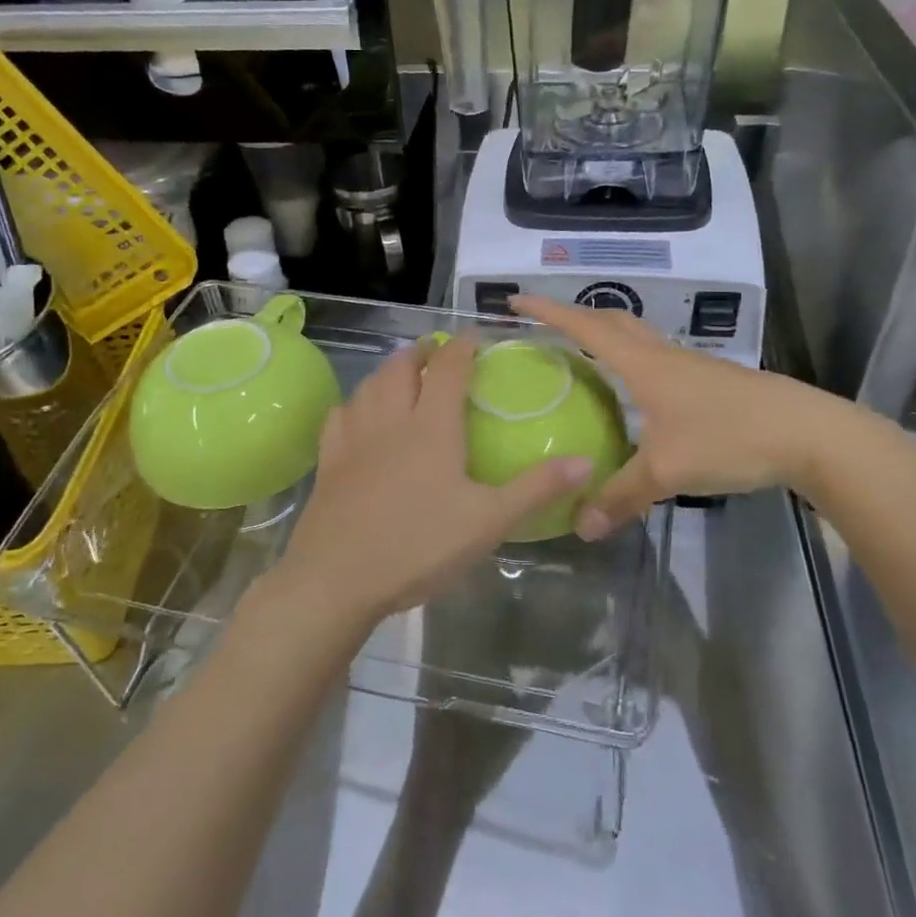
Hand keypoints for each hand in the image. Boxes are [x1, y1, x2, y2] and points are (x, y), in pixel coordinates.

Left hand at [265, 334, 592, 630]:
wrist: (337, 579)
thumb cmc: (419, 545)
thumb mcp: (489, 521)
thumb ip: (536, 488)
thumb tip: (586, 461)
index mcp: (431, 426)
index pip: (447, 368)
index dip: (461, 346)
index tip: (474, 337)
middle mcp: (391, 419)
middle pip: (401, 367)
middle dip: (421, 352)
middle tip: (437, 354)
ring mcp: (354, 438)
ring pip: (369, 385)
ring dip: (388, 370)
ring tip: (402, 374)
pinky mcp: (329, 461)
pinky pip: (340, 414)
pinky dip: (355, 402)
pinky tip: (359, 413)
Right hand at [513, 295, 838, 538]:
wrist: (808, 433)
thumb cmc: (729, 437)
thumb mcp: (668, 471)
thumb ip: (621, 496)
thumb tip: (580, 525)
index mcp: (644, 364)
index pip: (586, 328)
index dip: (549, 313)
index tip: (516, 300)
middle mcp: (663, 356)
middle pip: (614, 321)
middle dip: (577, 318)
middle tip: (547, 329)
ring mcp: (690, 367)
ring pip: (639, 340)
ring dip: (607, 339)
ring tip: (584, 361)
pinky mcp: (711, 383)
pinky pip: (658, 362)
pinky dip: (633, 365)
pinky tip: (636, 397)